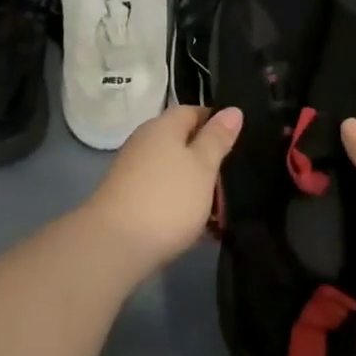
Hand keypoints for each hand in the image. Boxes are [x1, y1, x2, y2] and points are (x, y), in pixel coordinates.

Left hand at [83, 105, 243, 273]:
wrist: (114, 245)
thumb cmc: (167, 198)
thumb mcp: (203, 166)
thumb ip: (217, 138)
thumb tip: (233, 109)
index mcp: (163, 126)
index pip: (193, 111)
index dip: (217, 123)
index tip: (240, 141)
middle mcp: (144, 142)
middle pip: (182, 142)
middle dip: (208, 158)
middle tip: (236, 178)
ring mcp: (133, 172)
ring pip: (174, 170)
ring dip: (196, 184)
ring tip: (222, 207)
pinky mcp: (128, 199)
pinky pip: (163, 193)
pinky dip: (180, 203)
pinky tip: (197, 224)